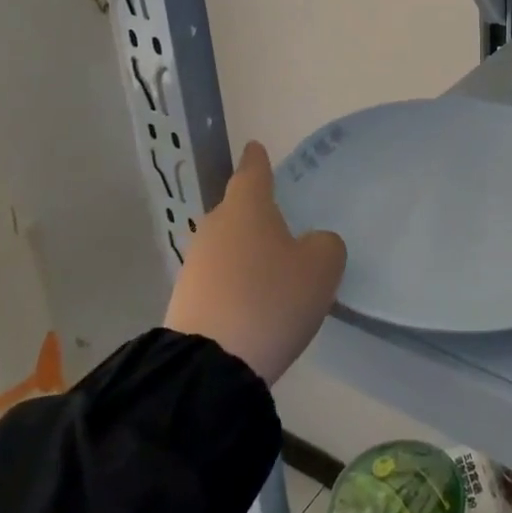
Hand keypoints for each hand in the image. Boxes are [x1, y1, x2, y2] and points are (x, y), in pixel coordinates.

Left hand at [165, 142, 345, 383]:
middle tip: (280, 219)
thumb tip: (310, 244)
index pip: (253, 173)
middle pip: (237, 210)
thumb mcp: (322, 266)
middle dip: (255, 211)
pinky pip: (219, 277)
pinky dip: (236, 281)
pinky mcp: (186, 300)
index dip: (257, 160)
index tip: (255, 146)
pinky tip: (254, 300)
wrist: (212, 365)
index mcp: (247, 208)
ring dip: (246, 250)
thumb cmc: (272, 299)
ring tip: (272, 268)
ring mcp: (195, 265)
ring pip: (227, 245)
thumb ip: (325, 244)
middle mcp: (215, 228)